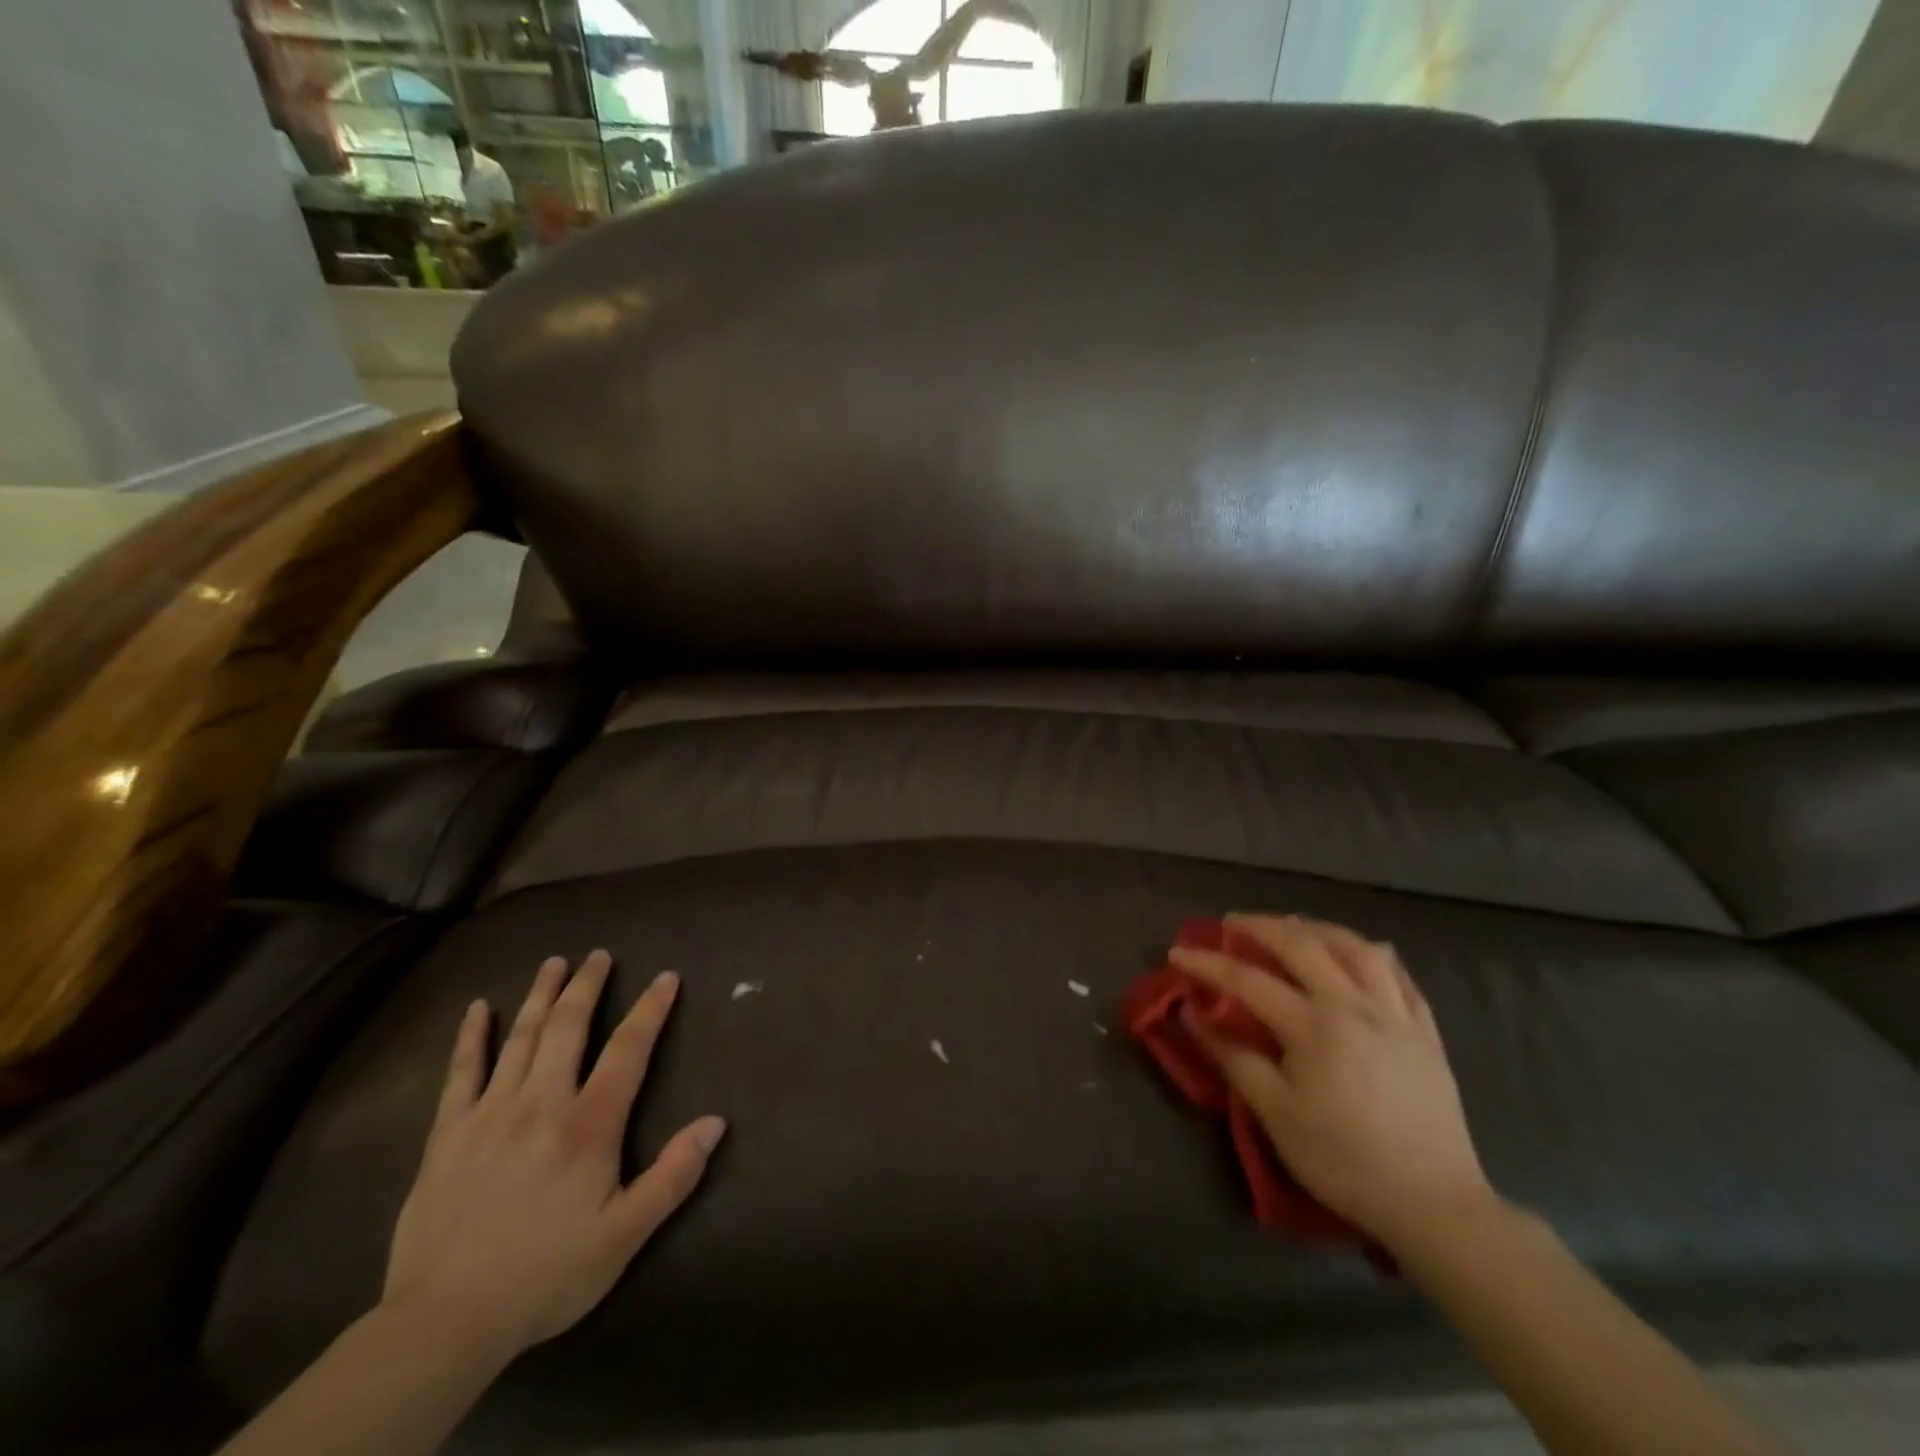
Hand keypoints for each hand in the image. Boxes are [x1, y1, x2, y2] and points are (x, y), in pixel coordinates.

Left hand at [382, 951, 725, 1365]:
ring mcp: (490, 1114)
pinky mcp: (448, 1135)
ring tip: (554, 963)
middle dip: (587, 986)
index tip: (666, 977)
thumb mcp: (625, 1235)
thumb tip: (717, 1122)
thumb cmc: (547, 1275)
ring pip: (521, 1038)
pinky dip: (471, 1037)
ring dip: (541, 995)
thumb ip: (674, 1175)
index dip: (650, 1009)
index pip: (628, 1049)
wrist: (445, 1323)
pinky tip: (478, 1009)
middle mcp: (542, 1103)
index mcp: (589, 1125)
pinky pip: (461, 1073)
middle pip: (569, 1027)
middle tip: (598, 955)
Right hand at [1170, 915, 1493, 1252]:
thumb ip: (1232, 1057)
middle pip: (1302, 944)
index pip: (1248, 980)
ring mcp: (1396, 1014)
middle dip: (1259, 926)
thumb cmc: (1343, 1161)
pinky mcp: (1425, 1032)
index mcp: (1314, 1026)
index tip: (1177, 952)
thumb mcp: (1275, 1115)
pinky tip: (1358, 954)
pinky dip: (1371, 954)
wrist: (1434, 1205)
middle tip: (1230, 924)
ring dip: (1317, 928)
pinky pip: (1399, 975)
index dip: (1208, 963)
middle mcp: (1355, 1005)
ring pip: (1356, 947)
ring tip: (1293, 927)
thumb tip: (1192, 1015)